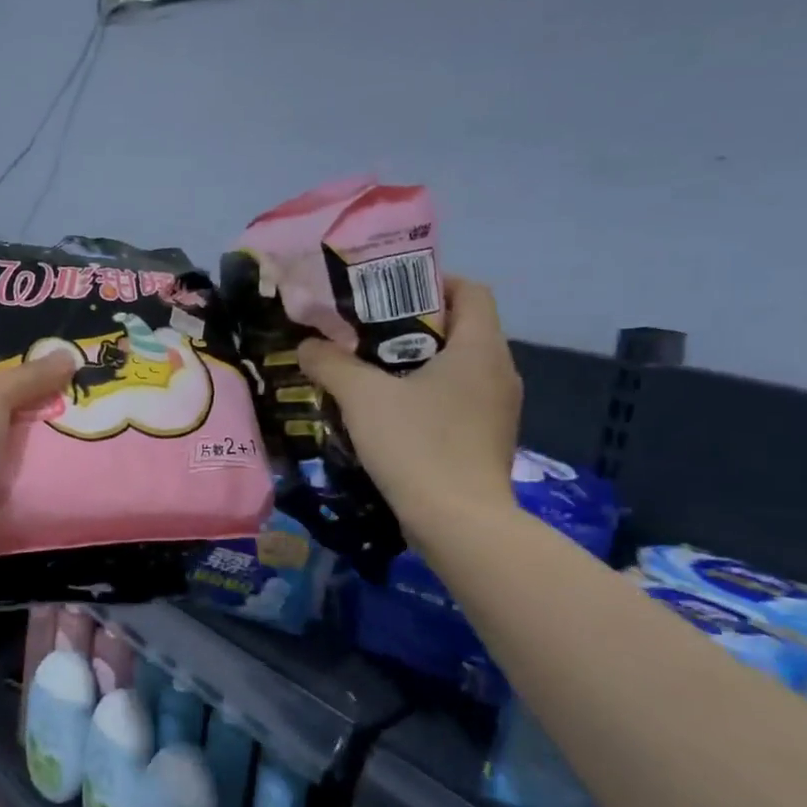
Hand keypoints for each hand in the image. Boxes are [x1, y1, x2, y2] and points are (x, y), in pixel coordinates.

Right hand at [298, 276, 520, 549]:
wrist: (458, 525)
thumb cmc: (416, 446)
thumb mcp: (363, 397)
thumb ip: (331, 363)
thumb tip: (307, 346)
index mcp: (480, 349)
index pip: (469, 291)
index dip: (431, 282)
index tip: (387, 293)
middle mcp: (499, 372)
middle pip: (460, 328)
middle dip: (411, 325)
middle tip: (364, 332)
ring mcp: (497, 410)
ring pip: (456, 367)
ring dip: (415, 363)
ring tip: (369, 371)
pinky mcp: (486, 440)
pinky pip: (456, 400)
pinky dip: (425, 396)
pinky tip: (388, 414)